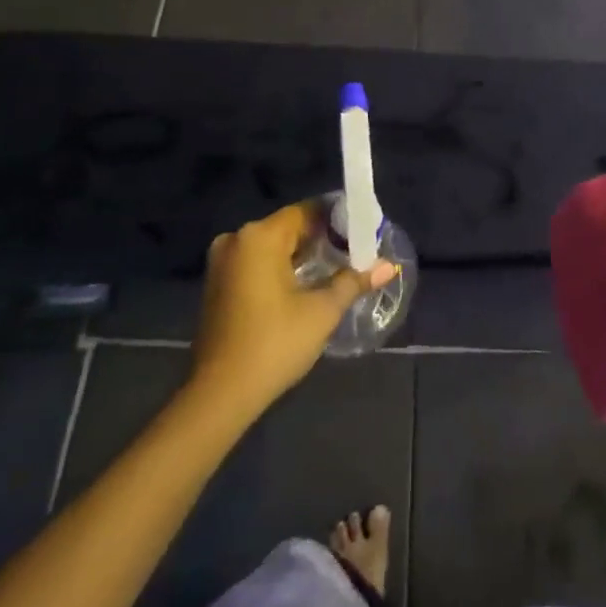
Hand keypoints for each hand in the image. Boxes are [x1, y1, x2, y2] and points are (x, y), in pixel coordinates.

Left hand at [191, 202, 397, 415]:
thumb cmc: (274, 344)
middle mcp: (236, 240)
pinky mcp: (218, 285)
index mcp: (259, 237)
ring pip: (273, 247)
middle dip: (323, 238)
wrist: (220, 394)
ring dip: (302, 255)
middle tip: (357, 252)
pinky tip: (306, 285)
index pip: (307, 212)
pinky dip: (281, 268)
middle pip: (289, 227)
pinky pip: (257, 263)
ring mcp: (222, 263)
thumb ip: (353, 281)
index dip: (338, 219)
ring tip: (338, 268)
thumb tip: (388, 266)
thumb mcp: (322, 311)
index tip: (364, 231)